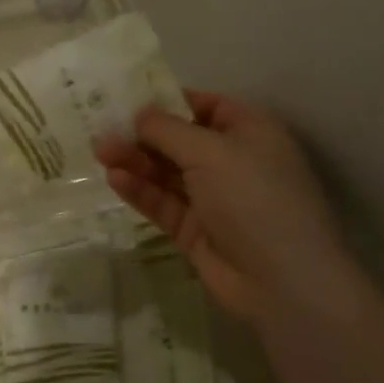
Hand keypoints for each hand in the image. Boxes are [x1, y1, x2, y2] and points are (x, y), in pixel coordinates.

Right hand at [95, 92, 349, 322]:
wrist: (282, 283)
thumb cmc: (254, 199)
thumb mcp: (210, 152)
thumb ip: (167, 130)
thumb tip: (138, 114)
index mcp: (250, 133)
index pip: (205, 106)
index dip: (168, 101)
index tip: (127, 99)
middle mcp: (232, 162)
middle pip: (179, 141)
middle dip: (142, 134)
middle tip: (102, 130)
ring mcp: (214, 199)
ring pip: (166, 172)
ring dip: (135, 160)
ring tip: (101, 153)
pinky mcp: (195, 230)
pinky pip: (163, 203)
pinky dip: (140, 190)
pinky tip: (115, 179)